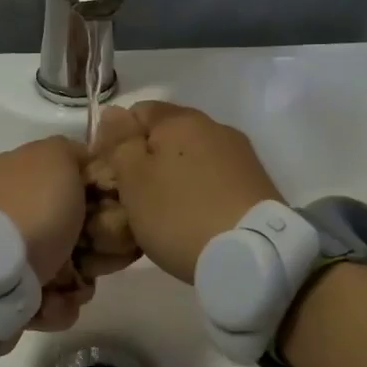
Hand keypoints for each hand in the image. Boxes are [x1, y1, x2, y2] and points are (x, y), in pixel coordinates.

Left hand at [0, 137, 90, 330]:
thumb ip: (72, 152)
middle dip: (95, 247)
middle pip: (73, 228)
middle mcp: (12, 211)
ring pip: (67, 267)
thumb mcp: (56, 157)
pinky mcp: (8, 294)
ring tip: (73, 286)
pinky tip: (50, 301)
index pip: (70, 179)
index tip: (117, 211)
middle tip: (101, 257)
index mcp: (18, 173)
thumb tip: (81, 161)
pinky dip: (56, 304)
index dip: (99, 195)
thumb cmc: (32, 209)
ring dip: (78, 281)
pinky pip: (50, 299)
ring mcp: (8, 254)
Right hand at [95, 102, 282, 282]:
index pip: (136, 111)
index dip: (117, 139)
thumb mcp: (133, 179)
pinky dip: (199, 193)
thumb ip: (119, 142)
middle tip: (133, 199)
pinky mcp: (256, 183)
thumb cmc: (179, 214)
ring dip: (175, 177)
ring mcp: (239, 155)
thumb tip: (112, 113)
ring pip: (191, 158)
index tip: (110, 174)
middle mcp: (214, 127)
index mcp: (180, 119)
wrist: (252, 255)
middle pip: (167, 135)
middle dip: (147, 161)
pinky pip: (214, 179)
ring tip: (164, 214)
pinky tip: (194, 220)